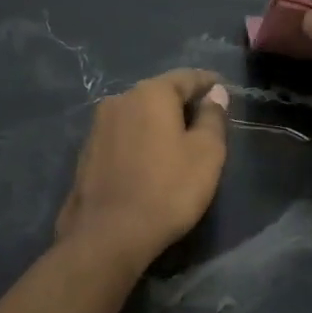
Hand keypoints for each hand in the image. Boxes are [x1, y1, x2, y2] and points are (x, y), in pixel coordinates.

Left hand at [55, 70, 228, 268]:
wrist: (108, 235)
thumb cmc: (168, 190)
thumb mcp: (207, 153)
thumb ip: (213, 117)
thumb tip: (215, 93)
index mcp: (151, 94)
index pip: (187, 77)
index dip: (209, 83)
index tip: (224, 91)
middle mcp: (119, 100)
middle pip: (159, 93)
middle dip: (183, 103)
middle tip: (206, 120)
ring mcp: (98, 126)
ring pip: (139, 114)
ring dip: (159, 123)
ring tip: (179, 141)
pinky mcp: (87, 152)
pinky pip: (124, 135)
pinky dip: (141, 140)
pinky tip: (151, 160)